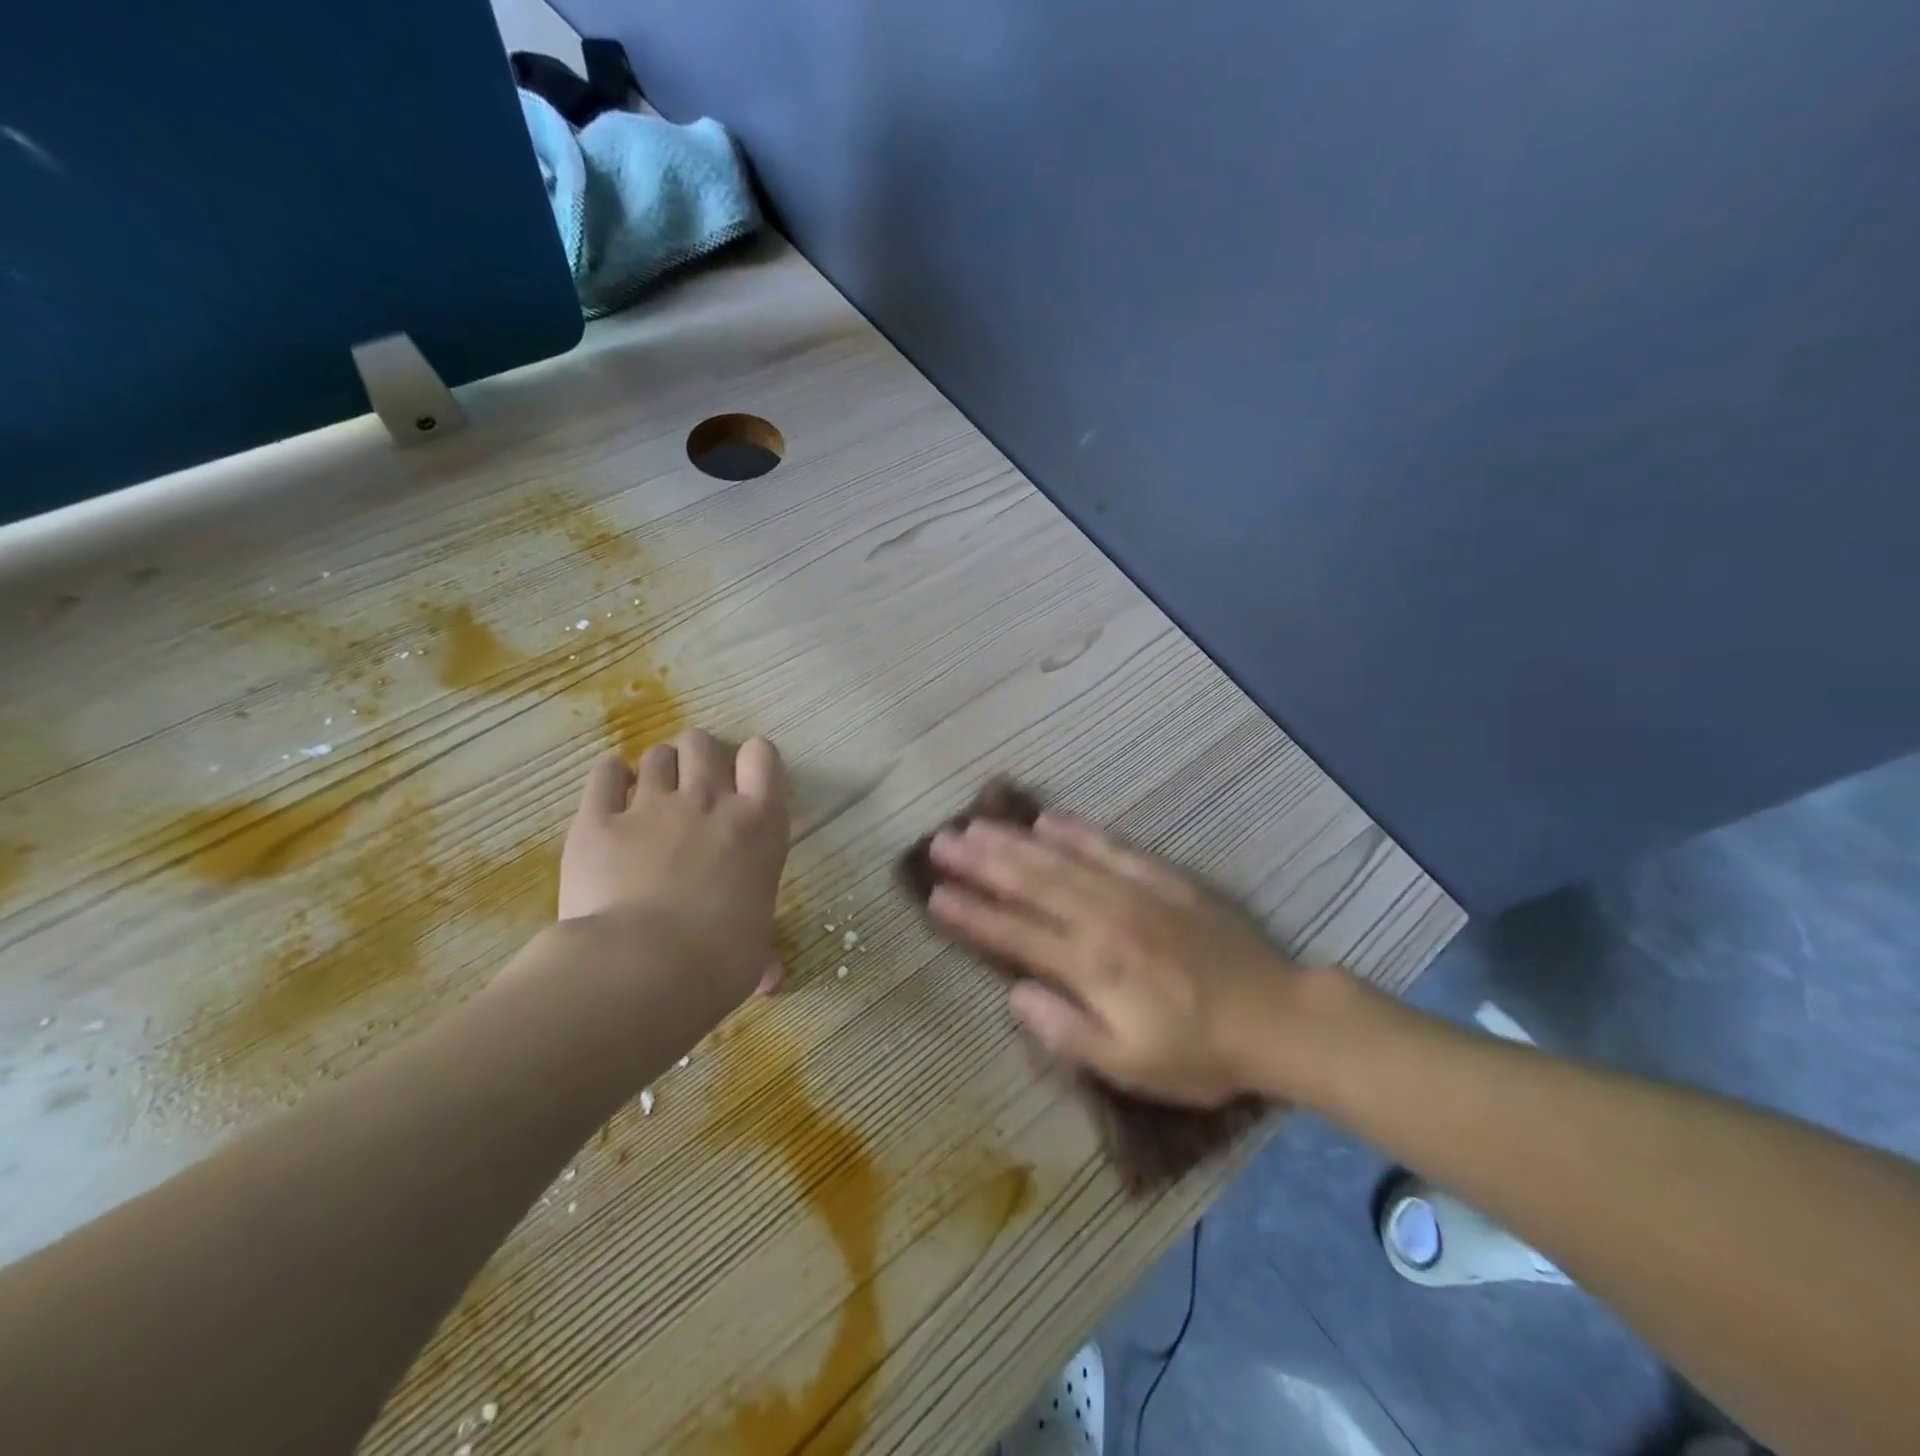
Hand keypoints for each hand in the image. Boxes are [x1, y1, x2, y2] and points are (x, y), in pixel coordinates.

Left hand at [557, 729, 789, 1005]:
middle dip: (698, 756)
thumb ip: (762, 950)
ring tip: (650, 795)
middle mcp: (709, 801)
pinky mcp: (598, 819)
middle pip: (703, 744)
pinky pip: (604, 773)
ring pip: (656, 755)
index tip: (743, 782)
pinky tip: (611, 795)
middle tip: (692, 786)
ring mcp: (652, 805)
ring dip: (657, 769)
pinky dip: (610, 778)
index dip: (752, 762)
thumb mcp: (754, 951)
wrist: (643, 968)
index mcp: (759, 824)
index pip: (763, 757)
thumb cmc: (719, 961)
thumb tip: (772, 979)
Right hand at [927, 813, 1295, 1105]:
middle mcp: (1104, 919)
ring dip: (1016, 841)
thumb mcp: (1130, 1066)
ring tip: (976, 824)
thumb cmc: (1199, 1052)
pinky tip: (1049, 817)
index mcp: (1092, 967)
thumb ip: (1067, 1030)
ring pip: (1062, 859)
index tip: (934, 896)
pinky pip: (1111, 846)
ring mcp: (1134, 892)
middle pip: (1031, 883)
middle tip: (941, 842)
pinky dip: (1077, 830)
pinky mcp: (1163, 878)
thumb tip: (1015, 994)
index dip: (972, 915)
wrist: (1279, 1017)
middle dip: (981, 862)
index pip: (1016, 934)